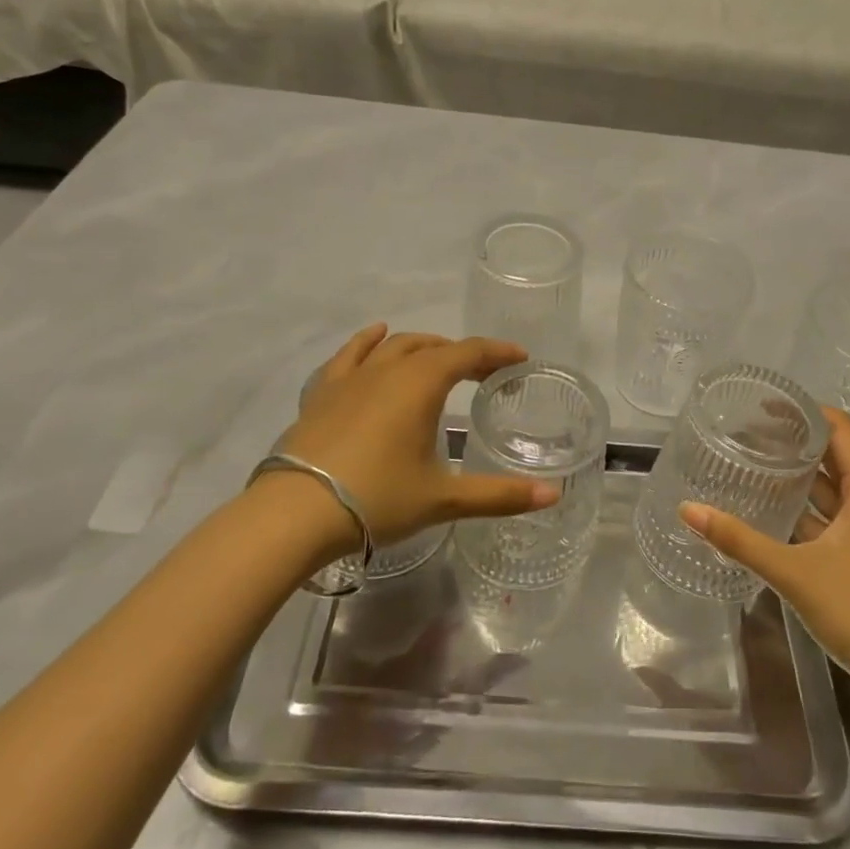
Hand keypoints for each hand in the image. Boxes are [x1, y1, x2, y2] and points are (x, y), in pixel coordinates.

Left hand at [272, 324, 559, 546]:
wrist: (296, 511)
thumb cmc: (377, 498)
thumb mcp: (443, 498)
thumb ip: (499, 495)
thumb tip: (553, 496)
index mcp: (422, 383)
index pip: (468, 353)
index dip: (497, 352)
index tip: (519, 357)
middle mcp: (388, 369)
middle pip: (432, 346)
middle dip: (462, 353)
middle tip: (482, 372)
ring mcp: (351, 377)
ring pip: (393, 346)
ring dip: (421, 346)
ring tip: (437, 355)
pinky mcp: (323, 392)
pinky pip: (349, 355)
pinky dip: (367, 342)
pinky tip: (374, 337)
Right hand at [678, 407, 849, 708]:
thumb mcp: (795, 572)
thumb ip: (740, 540)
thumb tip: (688, 510)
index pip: (839, 429)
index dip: (805, 410)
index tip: (764, 403)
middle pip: (830, 455)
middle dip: (791, 440)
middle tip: (744, 432)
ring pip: (825, 490)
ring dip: (792, 476)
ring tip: (747, 463)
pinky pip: (822, 519)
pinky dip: (796, 509)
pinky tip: (763, 512)